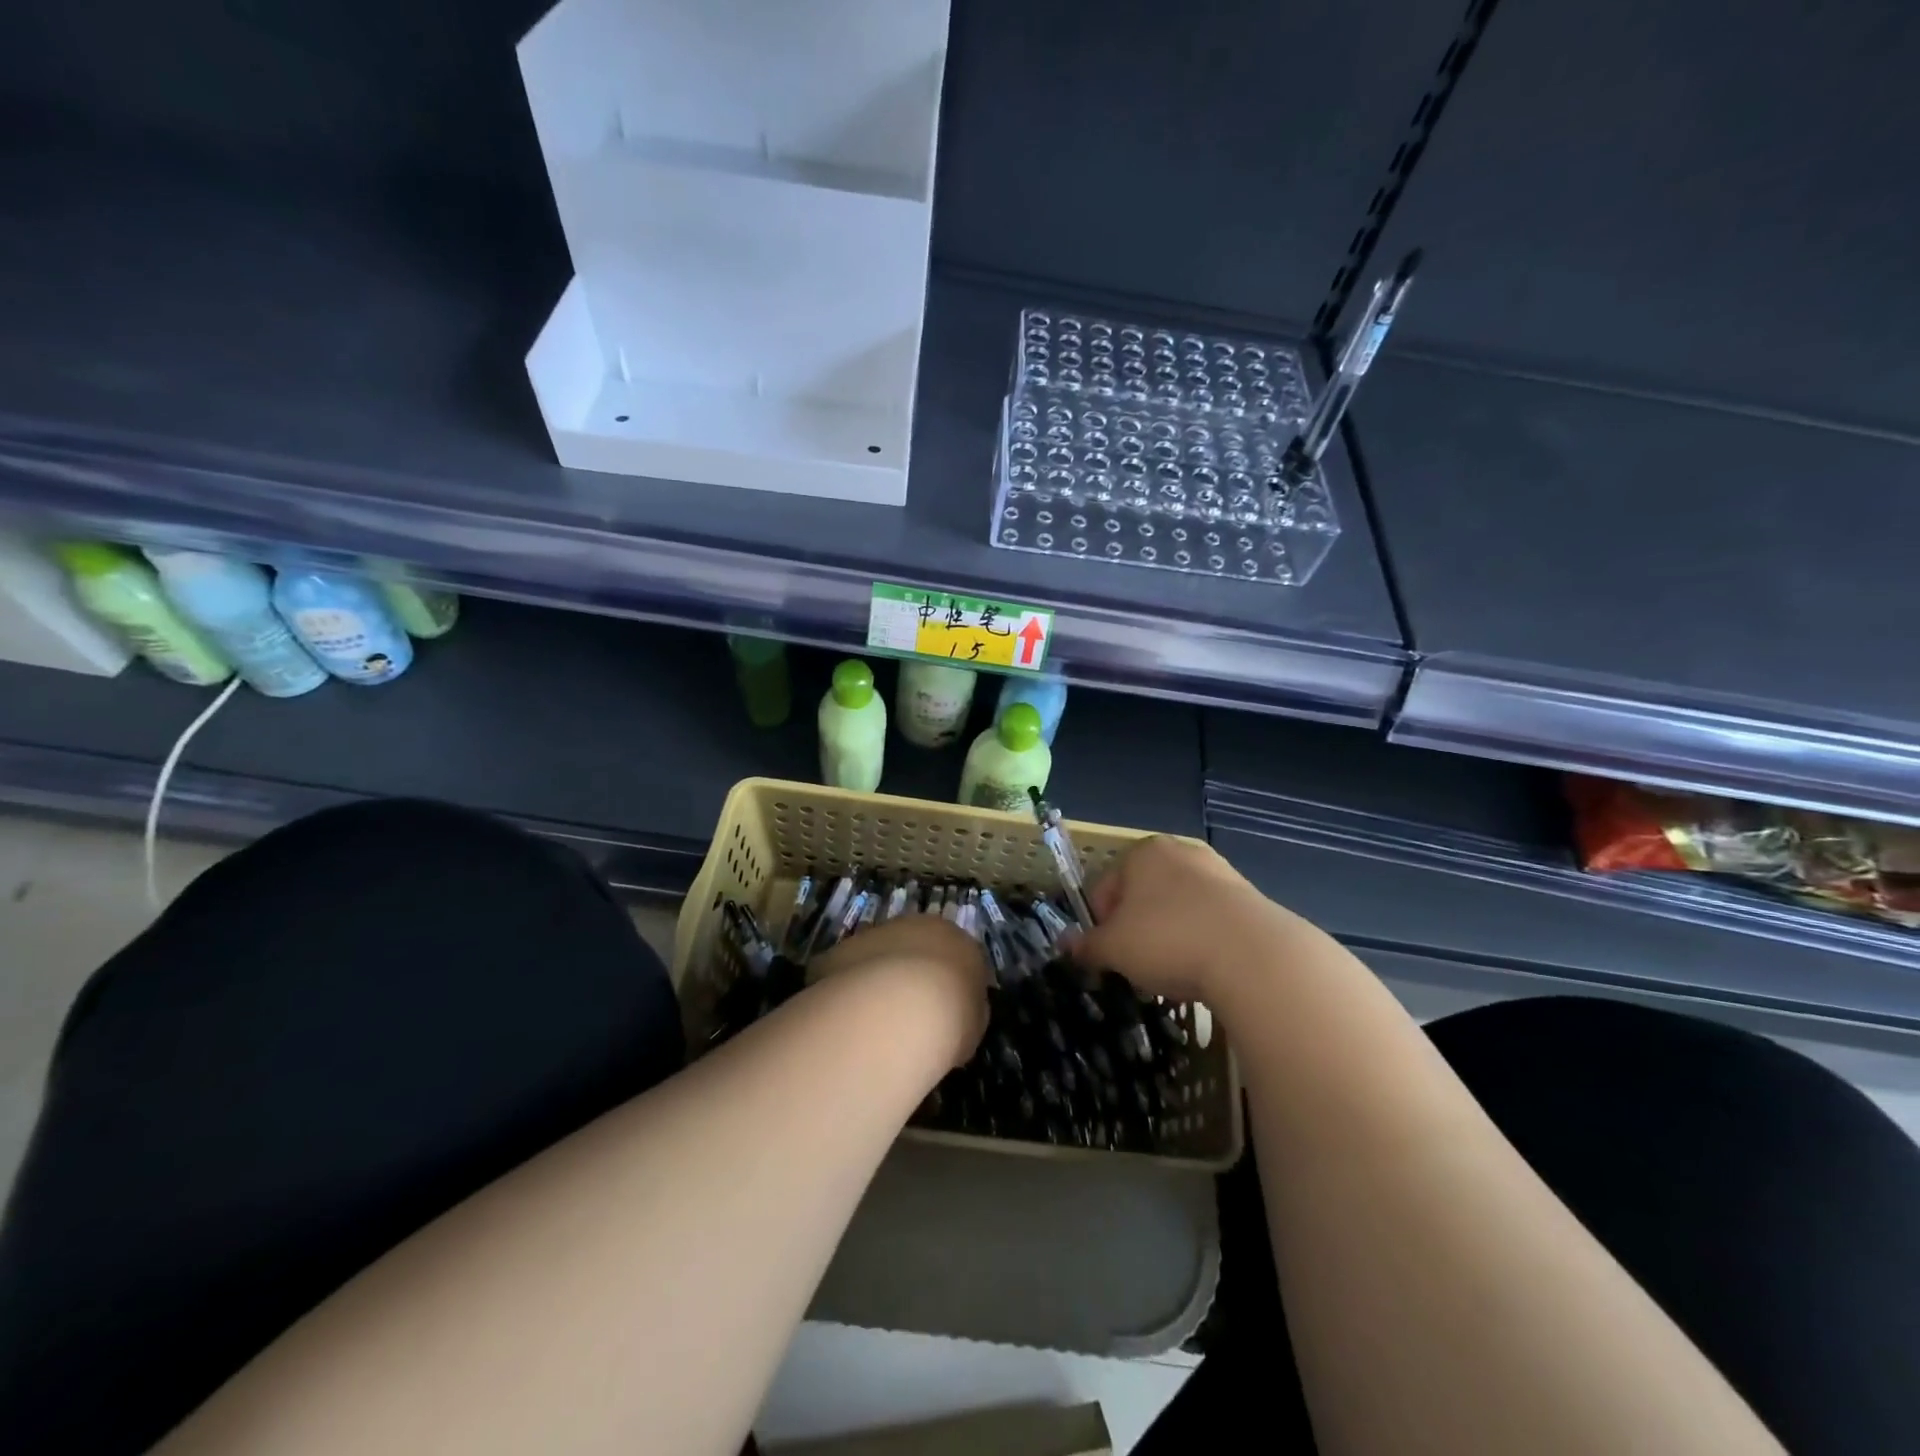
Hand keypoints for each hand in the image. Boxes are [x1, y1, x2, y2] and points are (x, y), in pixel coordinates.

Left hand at [810, 913, 990, 1068]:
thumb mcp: (973, 1022)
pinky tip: (852, 1021)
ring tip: (878, 1022)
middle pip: (916, 948)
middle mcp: (915, 925)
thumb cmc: (949, 1017)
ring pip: (879, 955)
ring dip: (879, 979)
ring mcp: (874, 934)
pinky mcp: (840, 951)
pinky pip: (849, 971)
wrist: (895, 1012)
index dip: (951, 984)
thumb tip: (959, 1012)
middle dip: (913, 974)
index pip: (957, 955)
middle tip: (911, 1014)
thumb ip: (968, 1010)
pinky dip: (850, 990)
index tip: (946, 1011)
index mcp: (954, 937)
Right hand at [1068, 837, 1295, 1004]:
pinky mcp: (1250, 899)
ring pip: (1177, 909)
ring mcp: (1219, 872)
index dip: (1099, 926)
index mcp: (1142, 853)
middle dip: (1135, 931)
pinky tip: (1205, 970)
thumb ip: (1087, 946)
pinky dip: (1201, 942)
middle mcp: (1180, 852)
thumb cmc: (1168, 940)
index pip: (1104, 889)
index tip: (1108, 958)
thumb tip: (1066, 946)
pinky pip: (1210, 921)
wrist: (1254, 956)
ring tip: (1174, 974)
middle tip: (1138, 967)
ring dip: (1168, 937)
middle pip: (1142, 896)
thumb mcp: (1114, 948)